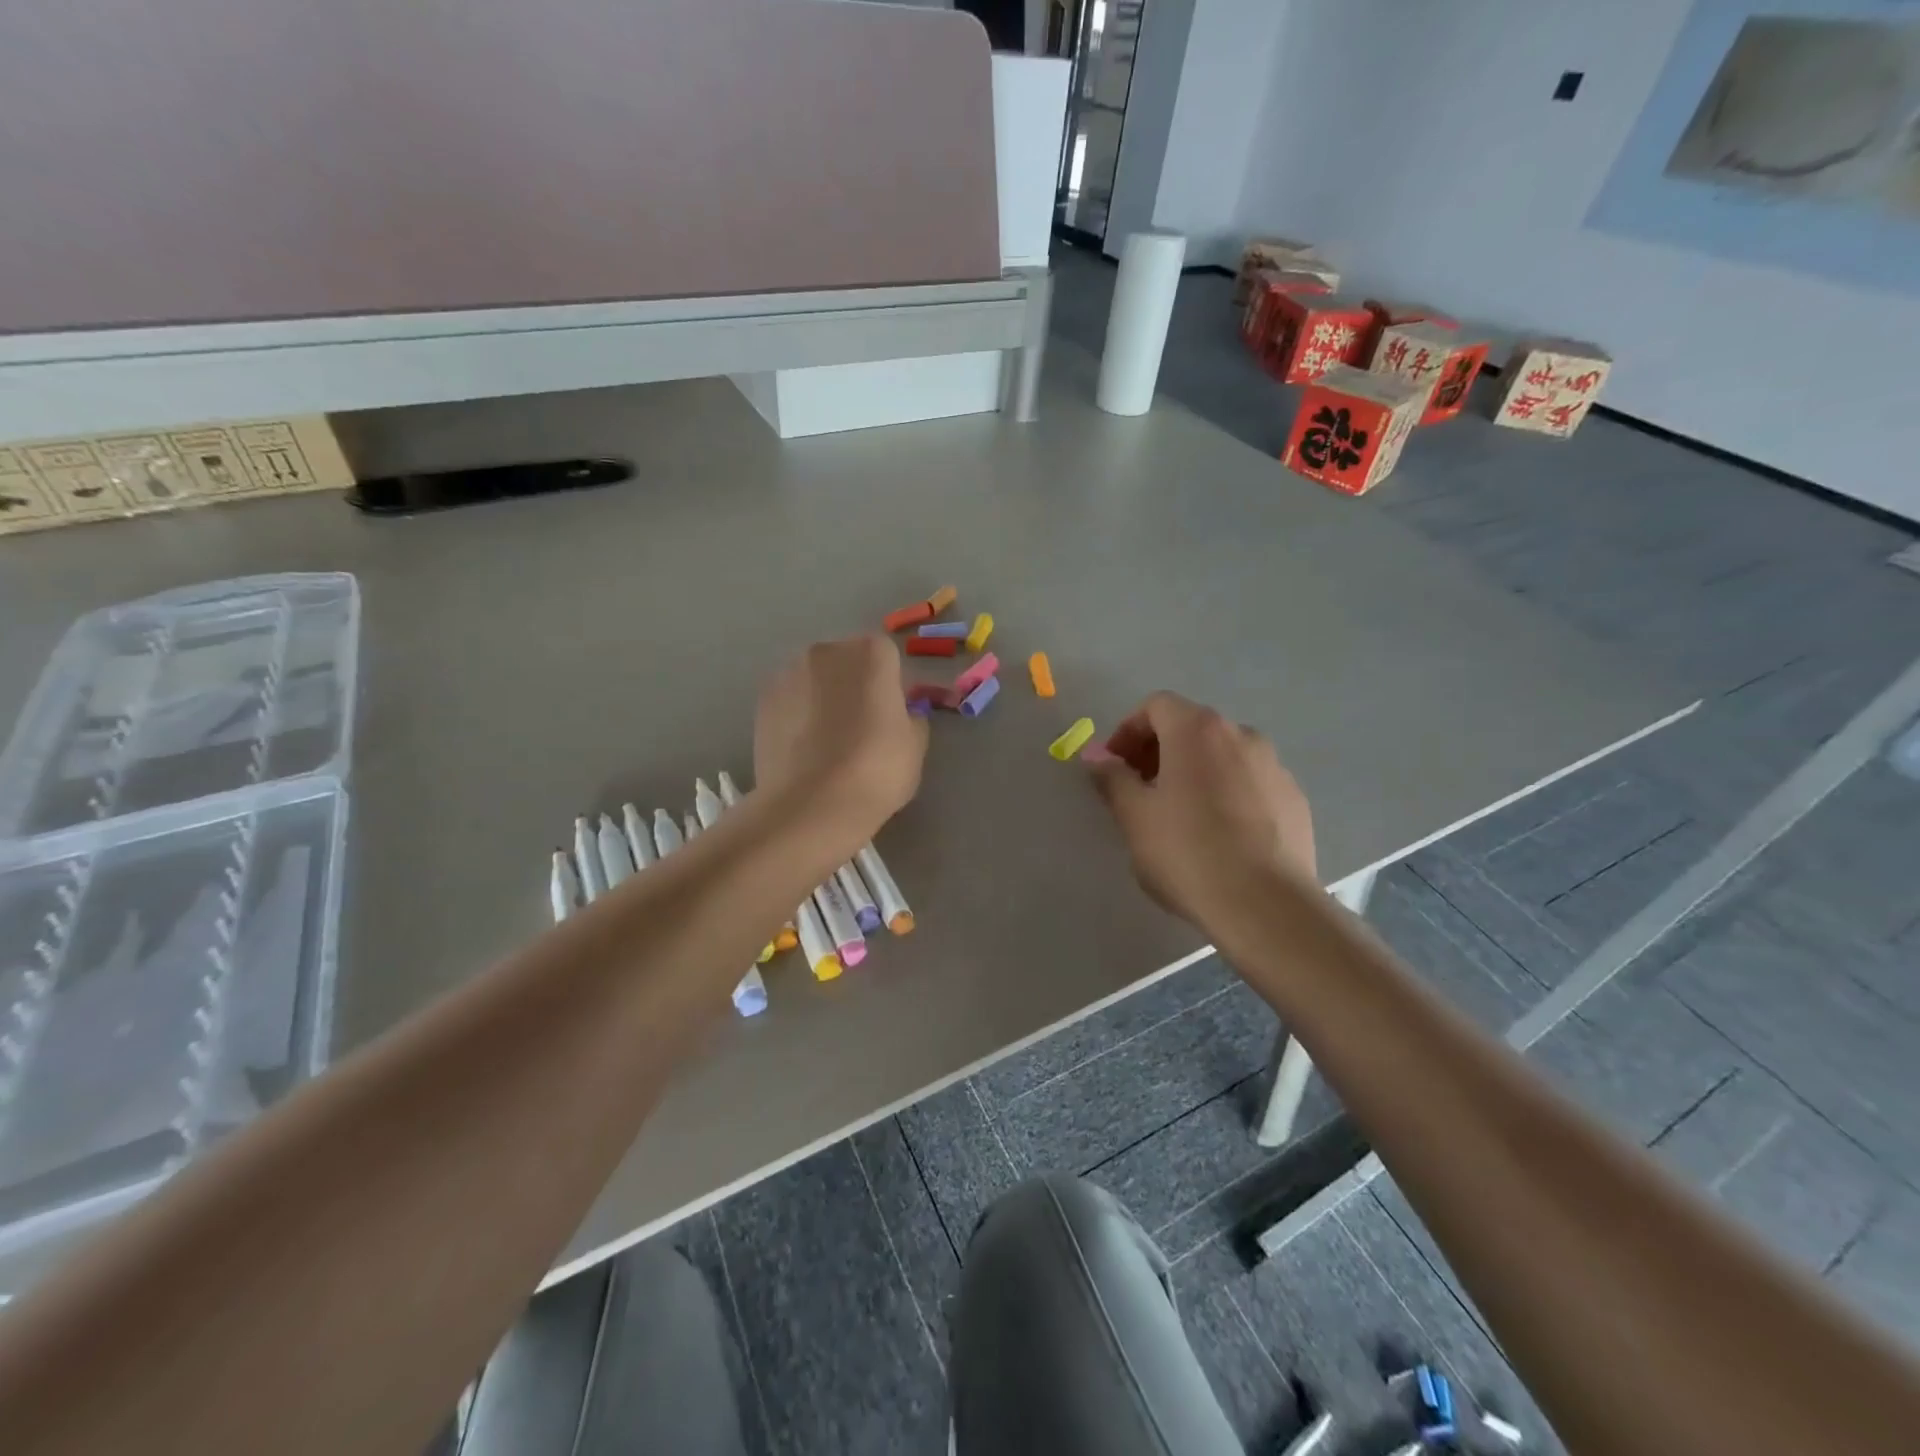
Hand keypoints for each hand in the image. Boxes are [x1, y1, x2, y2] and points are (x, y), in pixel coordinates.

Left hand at [754, 636, 928, 849]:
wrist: (812, 805)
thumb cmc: (877, 769)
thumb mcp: (915, 745)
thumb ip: (911, 718)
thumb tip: (902, 714)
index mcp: (871, 653)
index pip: (886, 656)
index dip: (891, 685)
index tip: (892, 715)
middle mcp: (827, 651)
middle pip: (846, 661)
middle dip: (854, 684)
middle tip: (861, 726)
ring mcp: (788, 672)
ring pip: (814, 679)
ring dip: (823, 697)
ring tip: (828, 740)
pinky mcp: (762, 699)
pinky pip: (790, 699)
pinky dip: (797, 714)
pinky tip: (804, 748)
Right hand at [1087, 692, 1315, 928]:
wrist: (1266, 905)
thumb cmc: (1188, 852)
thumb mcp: (1134, 816)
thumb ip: (1112, 778)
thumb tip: (1097, 758)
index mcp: (1198, 730)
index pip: (1156, 706)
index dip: (1127, 730)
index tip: (1114, 766)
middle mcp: (1241, 735)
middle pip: (1190, 727)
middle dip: (1159, 751)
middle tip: (1139, 790)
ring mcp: (1274, 766)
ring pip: (1222, 755)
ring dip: (1194, 771)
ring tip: (1179, 814)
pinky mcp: (1294, 798)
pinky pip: (1249, 782)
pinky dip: (1226, 792)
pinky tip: (1218, 834)